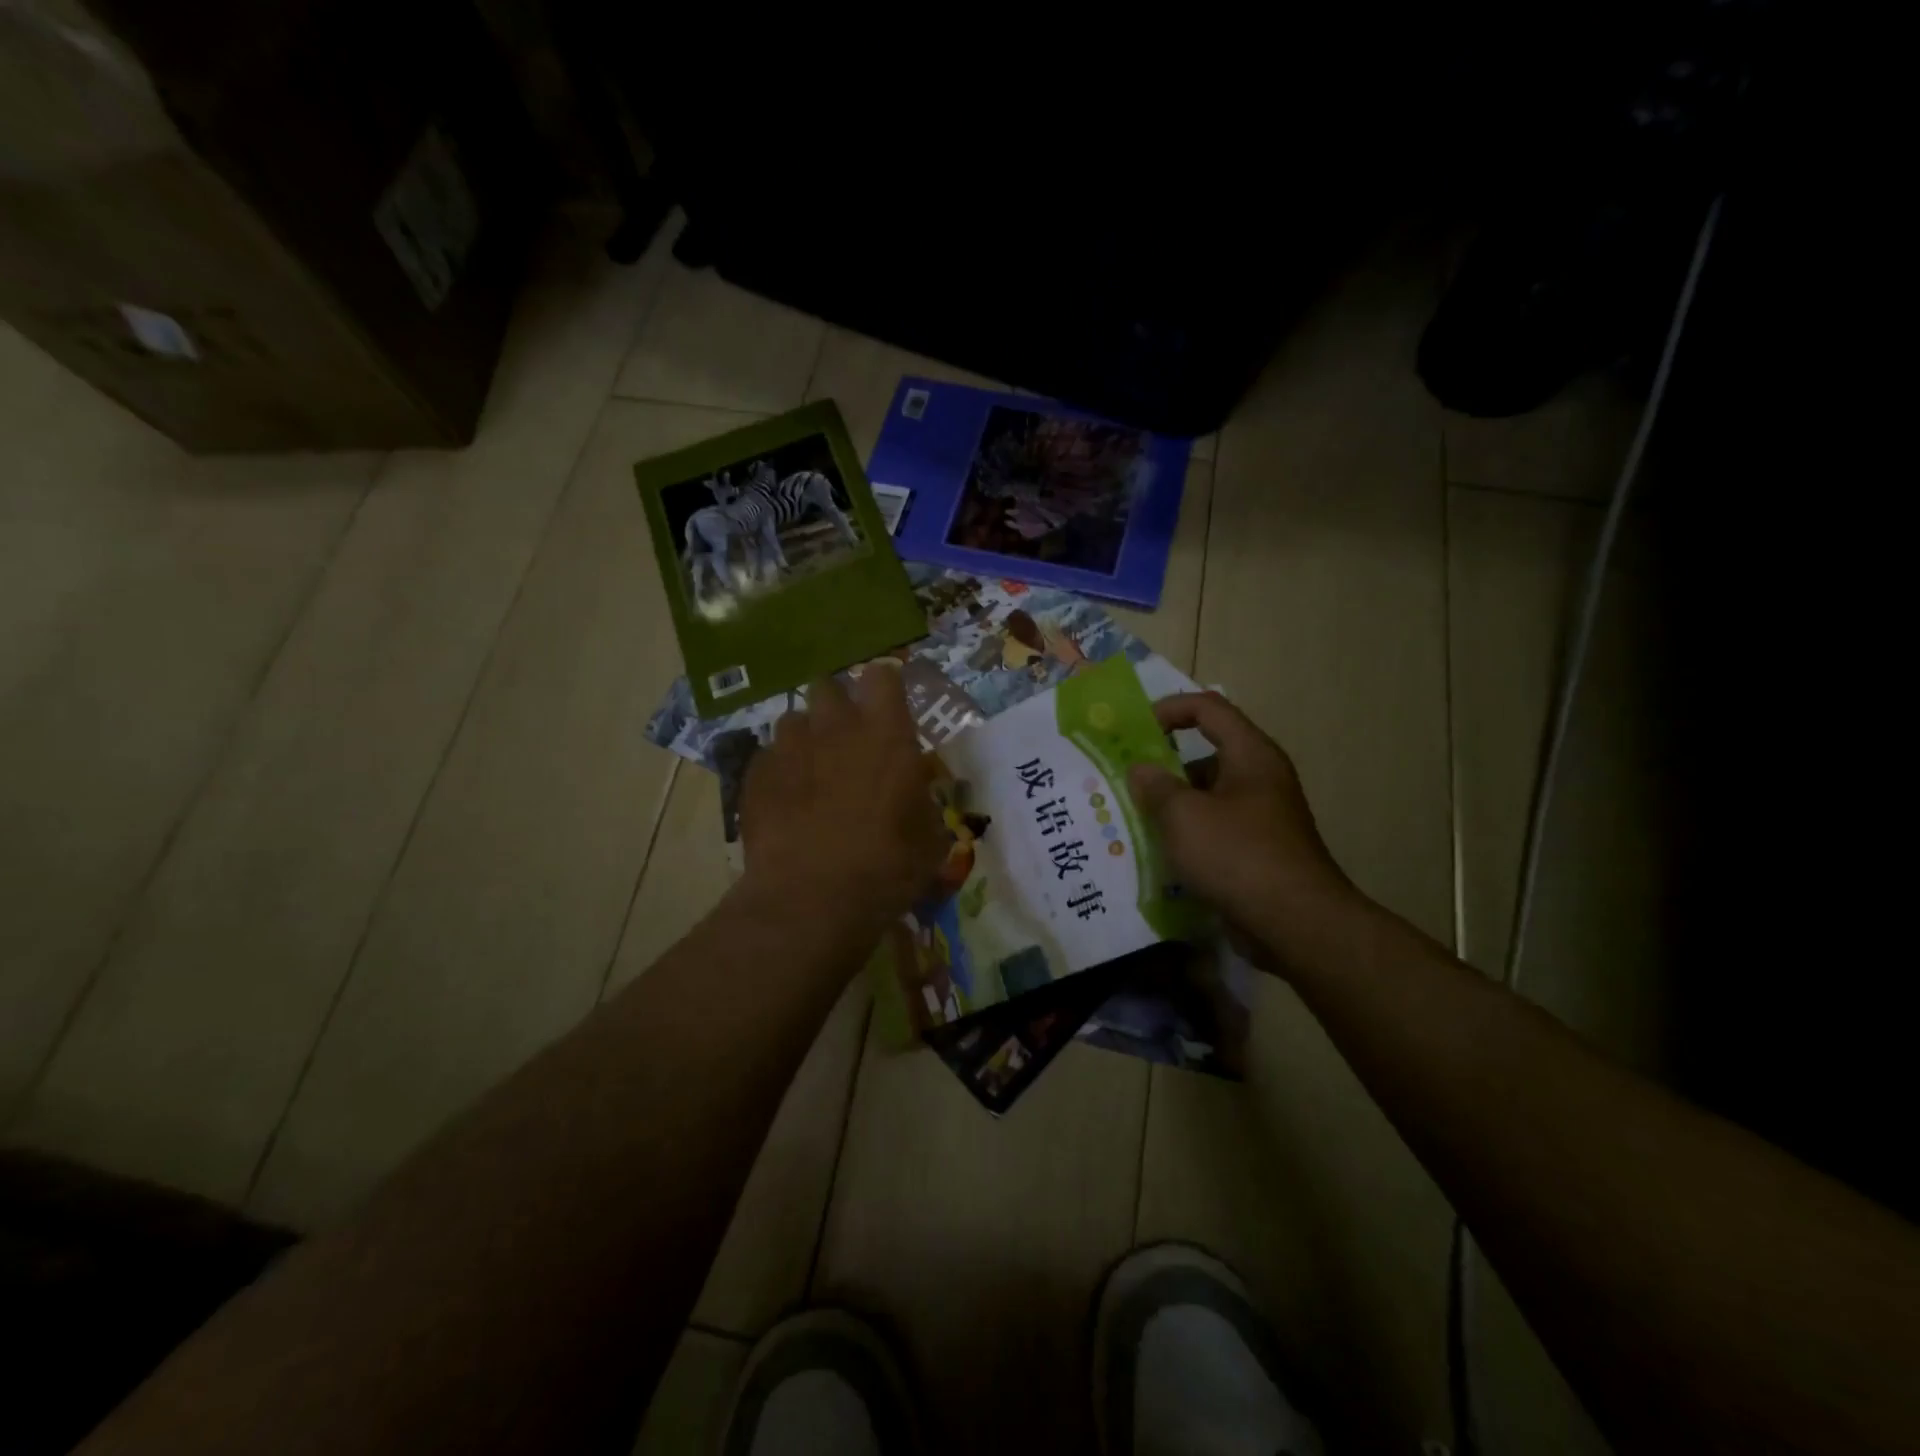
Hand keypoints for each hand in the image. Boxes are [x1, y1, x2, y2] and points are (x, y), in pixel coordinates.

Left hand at [738, 670, 947, 935]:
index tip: (887, 706)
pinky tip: (784, 802)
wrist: (810, 899)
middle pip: (828, 686)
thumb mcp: (929, 839)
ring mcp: (789, 748)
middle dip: (836, 705)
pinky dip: (778, 771)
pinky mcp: (755, 774)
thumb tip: (915, 794)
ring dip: (805, 738)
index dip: (884, 686)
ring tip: (811, 772)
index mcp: (885, 734)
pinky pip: (767, 757)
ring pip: (793, 720)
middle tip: (846, 738)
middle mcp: (835, 727)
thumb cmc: (886, 867)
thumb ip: (923, 802)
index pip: (882, 675)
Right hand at [1128, 694, 1354, 967]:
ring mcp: (1260, 818)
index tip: (1134, 730)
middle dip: (1163, 765)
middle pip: (1205, 754)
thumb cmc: (1238, 855)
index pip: (1208, 709)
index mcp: (1250, 755)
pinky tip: (1158, 854)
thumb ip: (1156, 786)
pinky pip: (1213, 830)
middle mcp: (1260, 779)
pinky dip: (1187, 835)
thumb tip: (1141, 770)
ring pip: (1207, 797)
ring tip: (1133, 819)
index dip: (1170, 709)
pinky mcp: (1256, 852)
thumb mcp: (1184, 815)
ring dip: (1171, 805)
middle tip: (1125, 780)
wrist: (1296, 924)